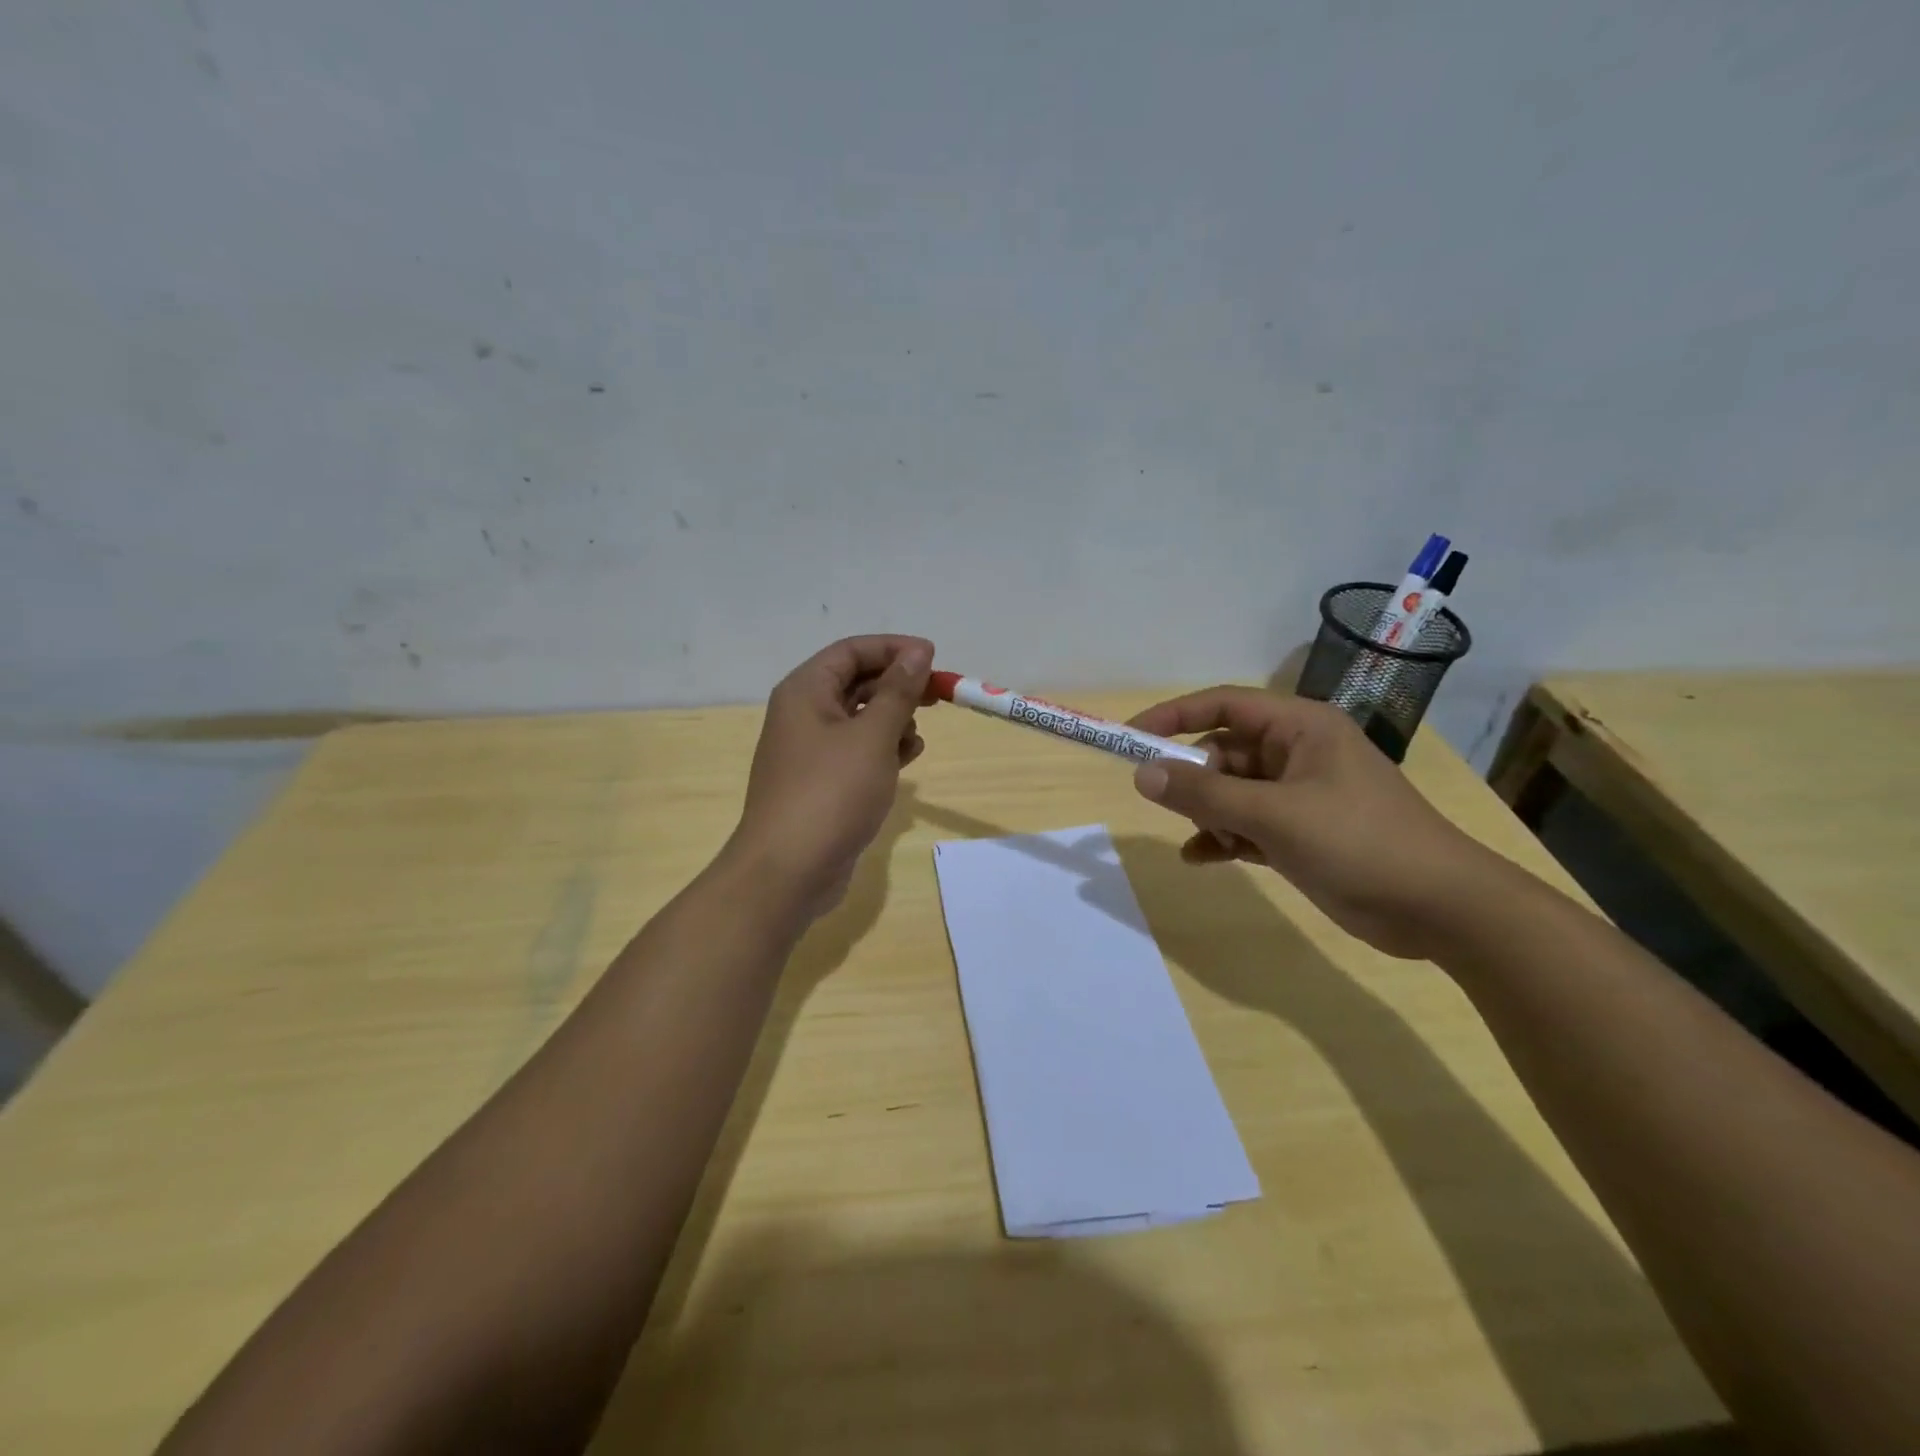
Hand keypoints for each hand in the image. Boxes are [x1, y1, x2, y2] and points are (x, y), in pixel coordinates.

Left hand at [728, 635, 932, 917]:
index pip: (851, 651)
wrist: (789, 870)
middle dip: (898, 686)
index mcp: (805, 691)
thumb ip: (898, 692)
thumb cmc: (831, 792)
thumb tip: (917, 652)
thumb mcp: (872, 736)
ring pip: (859, 719)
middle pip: (856, 683)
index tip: (933, 657)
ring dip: (893, 720)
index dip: (893, 649)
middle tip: (938, 695)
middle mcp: (803, 714)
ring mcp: (811, 752)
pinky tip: (909, 758)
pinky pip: (857, 752)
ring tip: (918, 734)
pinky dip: (884, 750)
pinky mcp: (822, 783)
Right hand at [1128, 687, 1508, 958]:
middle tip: (1164, 802)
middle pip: (1224, 751)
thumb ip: (1205, 794)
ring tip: (1199, 839)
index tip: (1131, 737)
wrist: (1440, 908)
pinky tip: (1203, 858)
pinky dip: (1223, 837)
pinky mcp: (1302, 832)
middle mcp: (1297, 752)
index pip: (1223, 704)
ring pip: (1232, 791)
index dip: (1174, 715)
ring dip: (1208, 813)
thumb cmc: (1359, 842)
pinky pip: (1247, 823)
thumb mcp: (1274, 815)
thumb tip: (1142, 774)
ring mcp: (1300, 794)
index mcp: (1300, 728)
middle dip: (1194, 777)